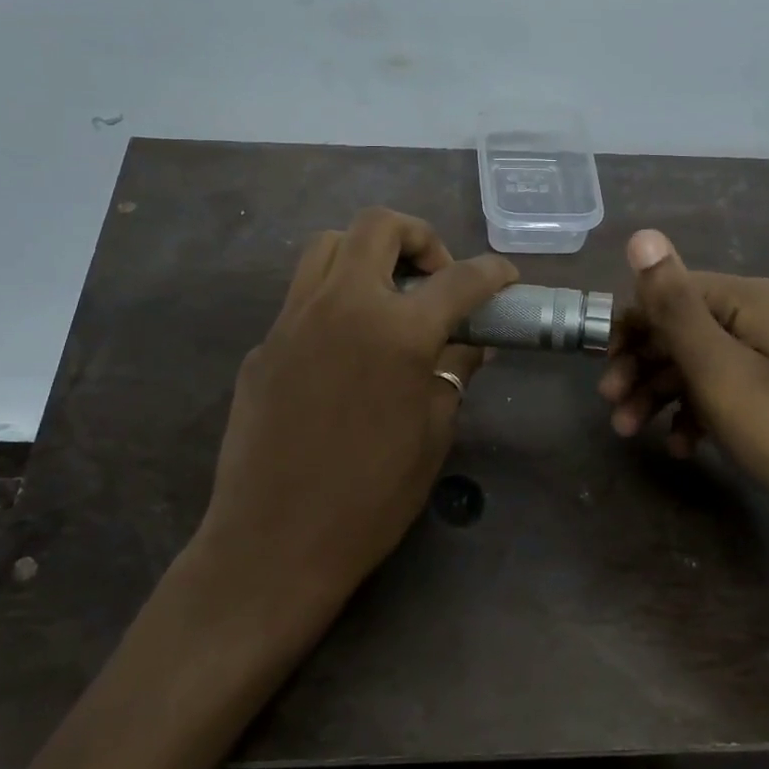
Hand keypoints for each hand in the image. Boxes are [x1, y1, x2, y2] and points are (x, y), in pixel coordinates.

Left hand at [194, 207, 517, 628]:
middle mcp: (341, 305)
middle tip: (435, 278)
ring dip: (365, 254)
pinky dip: (332, 300)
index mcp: (396, 331)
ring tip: (386, 296)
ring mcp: (292, 320)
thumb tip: (469, 346)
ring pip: (327, 245)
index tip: (505, 278)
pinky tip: (343, 349)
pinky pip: (300, 297)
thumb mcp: (432, 435)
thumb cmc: (370, 498)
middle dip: (419, 237)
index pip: (459, 280)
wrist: (274, 542)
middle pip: (378, 226)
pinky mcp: (263, 344)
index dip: (492, 272)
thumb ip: (452, 375)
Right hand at [599, 229, 768, 545]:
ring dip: (662, 392)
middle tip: (611, 407)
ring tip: (630, 432)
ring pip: (704, 362)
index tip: (603, 370)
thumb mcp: (719, 369)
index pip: (673, 292)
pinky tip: (681, 445)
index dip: (632, 327)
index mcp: (754, 300)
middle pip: (686, 328)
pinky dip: (699, 412)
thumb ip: (674, 304)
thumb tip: (642, 235)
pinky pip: (730, 389)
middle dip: (642, 365)